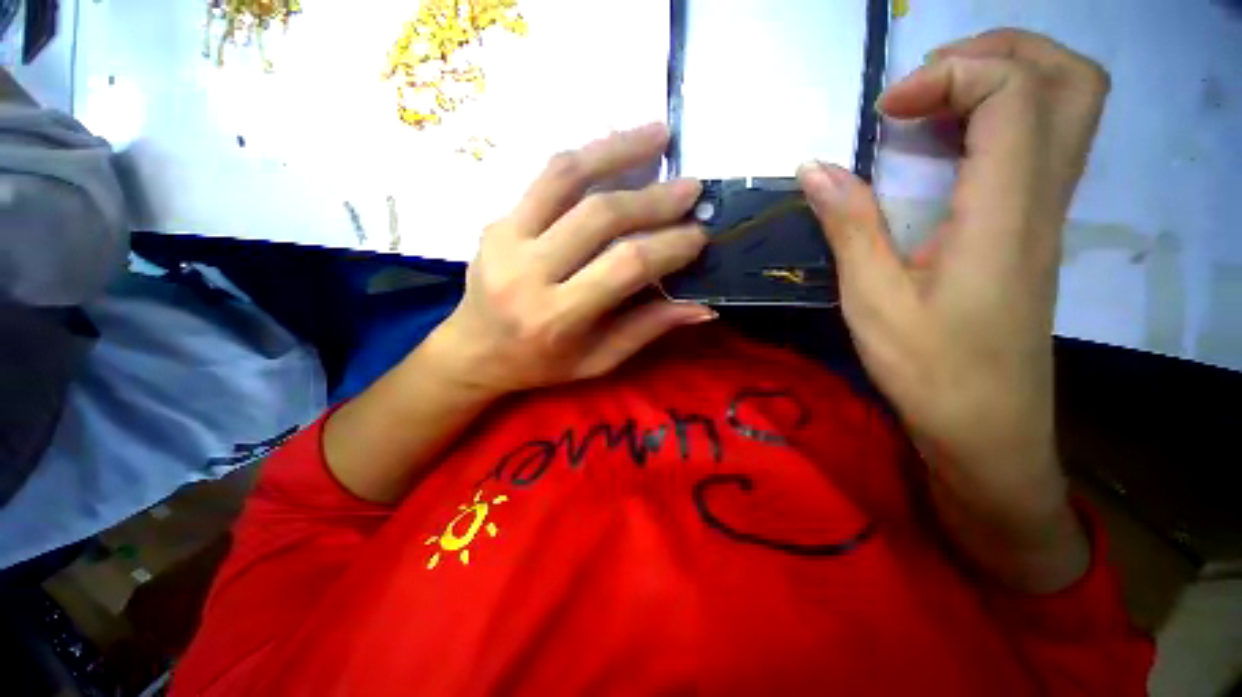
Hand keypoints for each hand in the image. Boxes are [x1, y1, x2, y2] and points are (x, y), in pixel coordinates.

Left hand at [426, 123, 714, 398]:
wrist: (474, 351)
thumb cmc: (540, 365)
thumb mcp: (598, 360)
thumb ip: (647, 329)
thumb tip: (702, 307)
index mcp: (557, 316)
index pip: (624, 267)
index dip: (668, 247)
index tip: (699, 235)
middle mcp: (527, 273)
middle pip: (599, 217)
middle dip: (653, 199)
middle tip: (690, 187)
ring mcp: (505, 239)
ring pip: (565, 177)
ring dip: (617, 150)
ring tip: (658, 134)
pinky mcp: (496, 220)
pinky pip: (544, 177)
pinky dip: (586, 158)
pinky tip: (614, 148)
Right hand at [797, 31, 1108, 549]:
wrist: (986, 429)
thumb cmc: (928, 371)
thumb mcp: (873, 300)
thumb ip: (850, 225)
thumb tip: (817, 167)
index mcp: (1003, 214)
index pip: (1015, 93)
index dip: (950, 77)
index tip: (885, 111)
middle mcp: (1042, 199)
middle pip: (1071, 79)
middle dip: (1001, 51)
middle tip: (930, 79)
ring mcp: (1046, 214)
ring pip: (1066, 107)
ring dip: (1004, 79)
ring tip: (932, 103)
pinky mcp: (1033, 231)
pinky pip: (1040, 145)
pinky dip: (999, 120)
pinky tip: (945, 149)